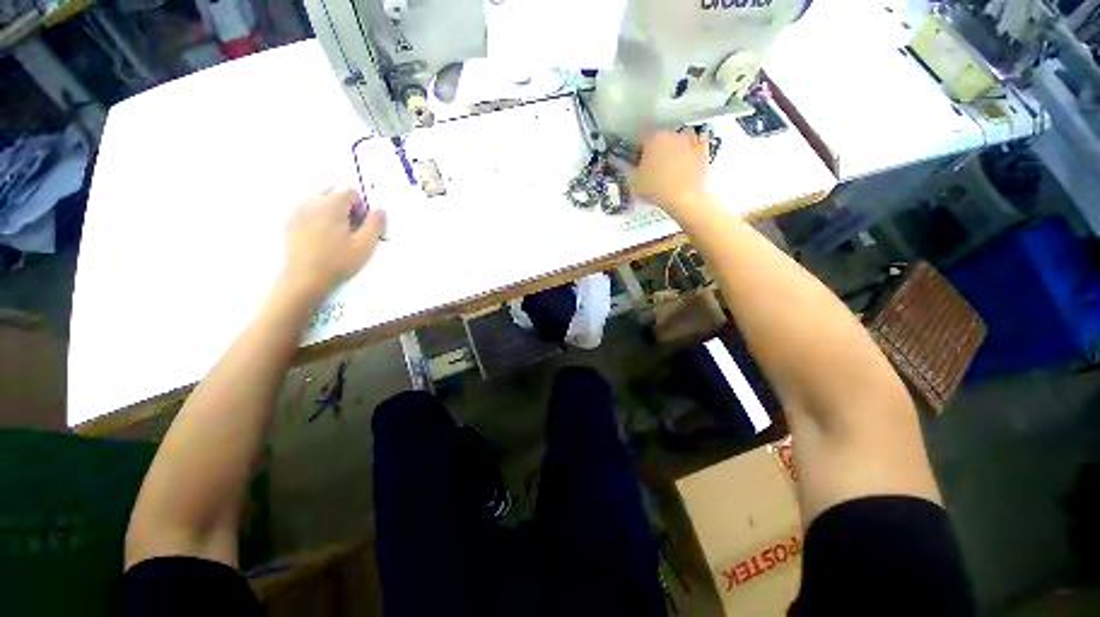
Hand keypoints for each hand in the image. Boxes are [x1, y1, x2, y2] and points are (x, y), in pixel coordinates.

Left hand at [280, 188, 385, 299]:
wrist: (305, 278)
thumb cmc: (338, 261)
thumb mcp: (365, 245)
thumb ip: (375, 224)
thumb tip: (379, 210)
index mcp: (331, 206)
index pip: (350, 191)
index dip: (361, 206)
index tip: (362, 223)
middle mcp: (312, 203)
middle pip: (332, 191)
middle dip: (345, 204)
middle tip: (351, 226)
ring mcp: (297, 212)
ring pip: (318, 199)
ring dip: (330, 209)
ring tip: (336, 232)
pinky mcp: (290, 223)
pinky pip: (306, 209)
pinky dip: (317, 216)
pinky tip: (322, 236)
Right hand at [633, 131, 709, 215]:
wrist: (684, 198)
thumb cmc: (656, 189)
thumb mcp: (634, 182)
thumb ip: (628, 168)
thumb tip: (624, 162)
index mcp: (652, 139)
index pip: (641, 138)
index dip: (638, 149)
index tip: (637, 159)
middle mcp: (671, 133)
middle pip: (660, 136)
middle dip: (656, 147)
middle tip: (653, 163)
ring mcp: (689, 139)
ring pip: (678, 137)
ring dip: (674, 145)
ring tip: (671, 161)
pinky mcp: (703, 148)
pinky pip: (696, 142)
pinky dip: (692, 146)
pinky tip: (687, 156)